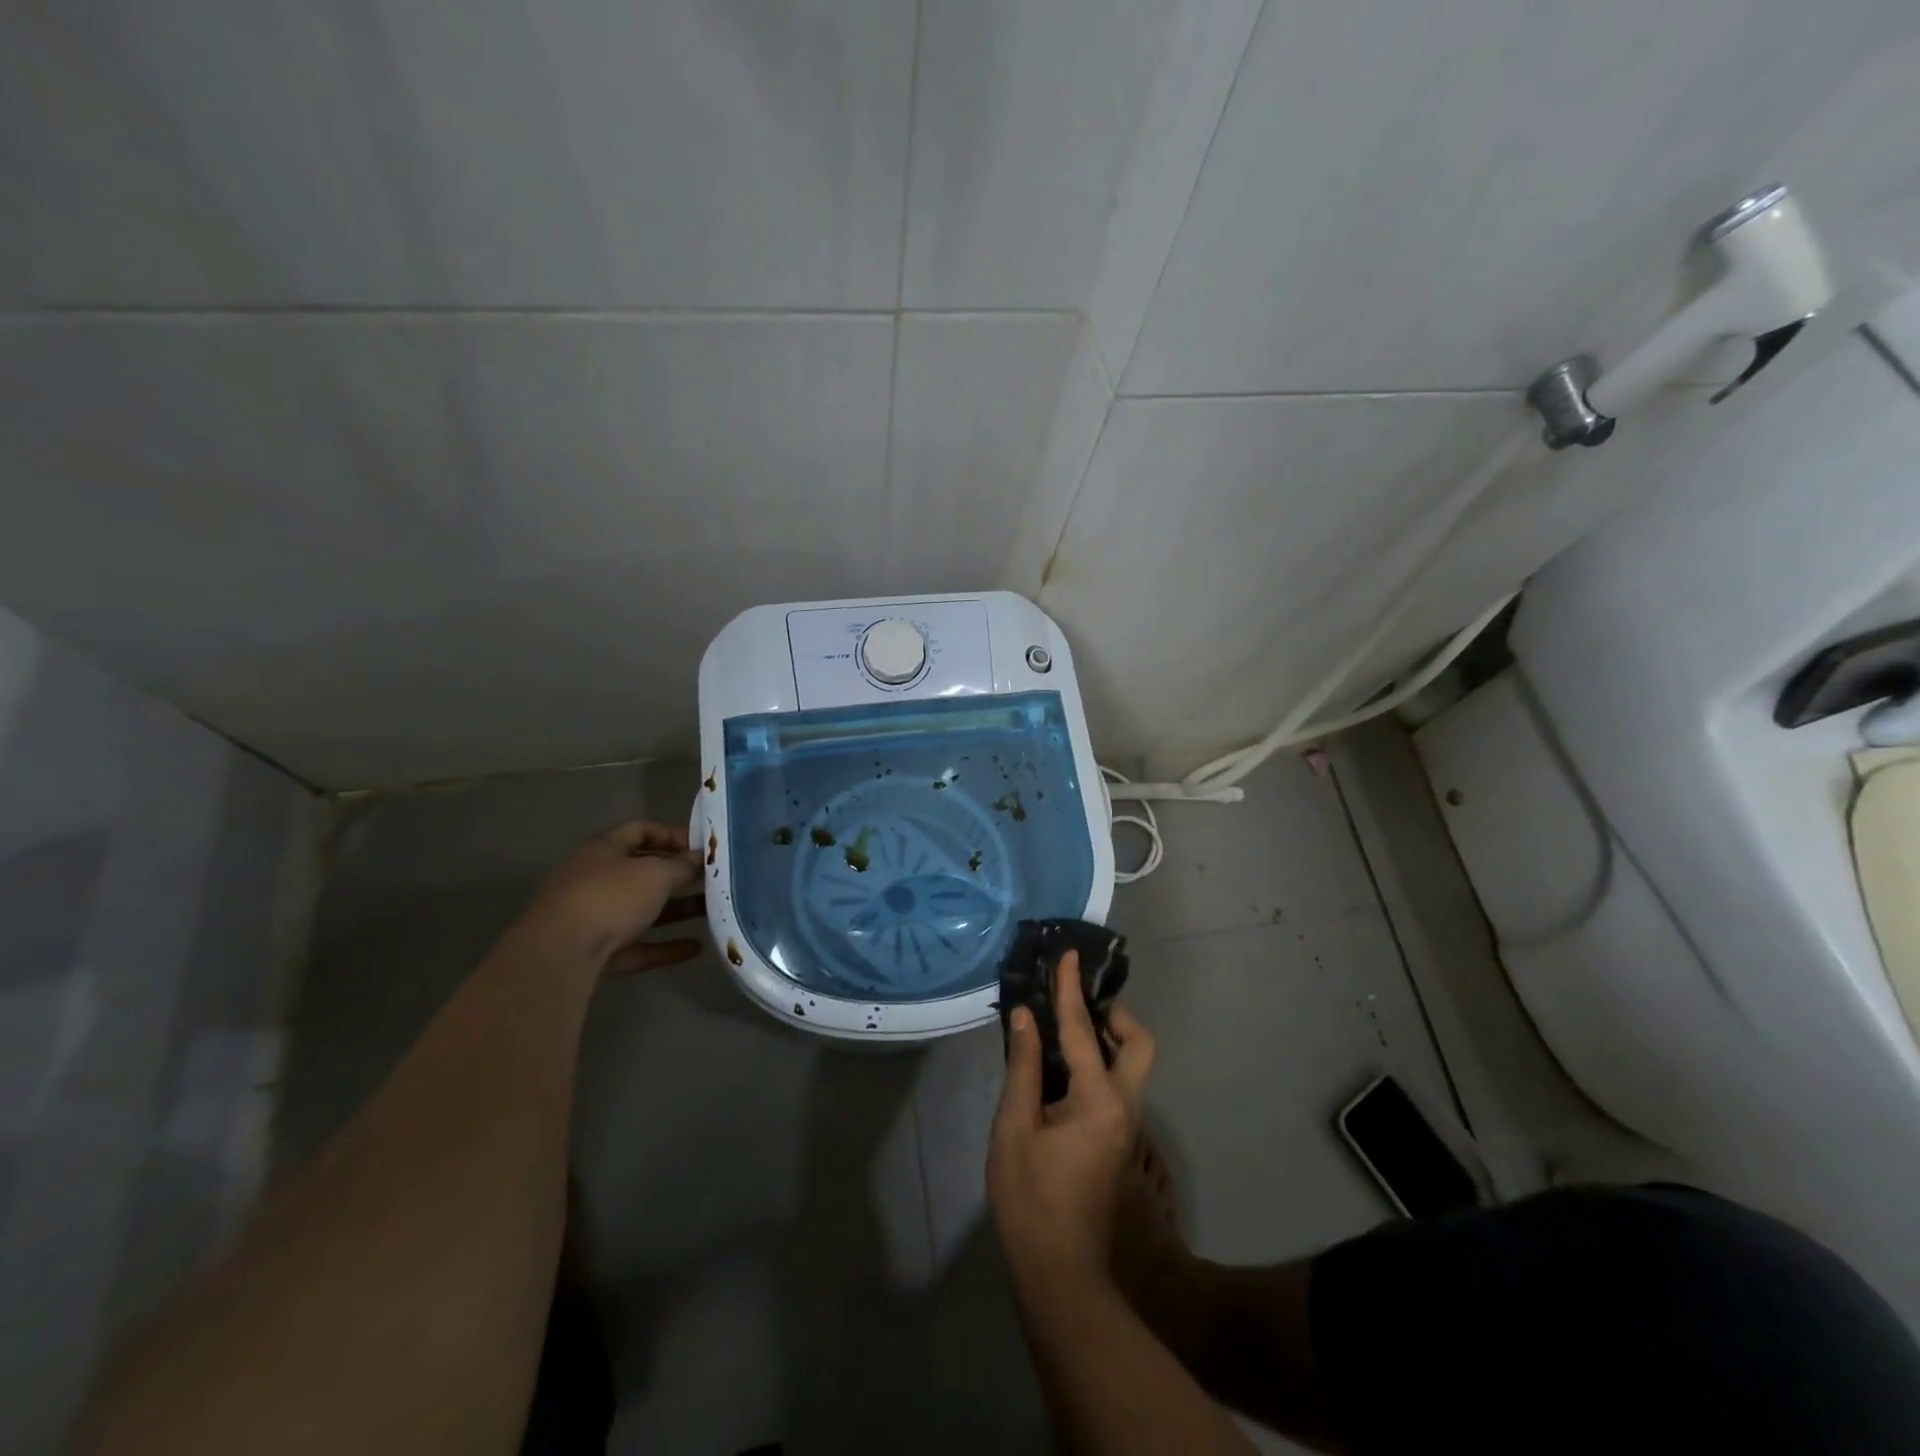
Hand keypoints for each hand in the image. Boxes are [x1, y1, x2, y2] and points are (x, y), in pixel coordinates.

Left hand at [513, 821, 704, 975]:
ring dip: (677, 910)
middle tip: (713, 879)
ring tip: (712, 910)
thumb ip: (682, 865)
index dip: (673, 835)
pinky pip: (638, 945)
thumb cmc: (609, 898)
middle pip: (643, 872)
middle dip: (679, 875)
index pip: (641, 831)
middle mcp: (595, 880)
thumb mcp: (655, 874)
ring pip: (642, 910)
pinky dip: (665, 945)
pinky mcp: (597, 954)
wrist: (559, 957)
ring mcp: (594, 918)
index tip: (703, 848)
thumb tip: (701, 858)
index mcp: (602, 850)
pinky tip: (696, 948)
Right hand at [987, 950, 1154, 1293]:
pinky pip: (1117, 1083)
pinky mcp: (1117, 1139)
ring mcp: (1126, 1126)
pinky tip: (1062, 1064)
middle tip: (1077, 1005)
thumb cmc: (1029, 1200)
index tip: (1069, 954)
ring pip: (1132, 1065)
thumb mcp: (1014, 1129)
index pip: (1083, 1030)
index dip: (1071, 989)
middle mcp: (1124, 1107)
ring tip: (1064, 1026)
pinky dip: (1098, 1061)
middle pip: (1138, 1046)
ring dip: (1107, 1038)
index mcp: (1098, 1101)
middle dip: (1114, 1016)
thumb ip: (1024, 1068)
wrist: (1060, 1272)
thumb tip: (1024, 1017)